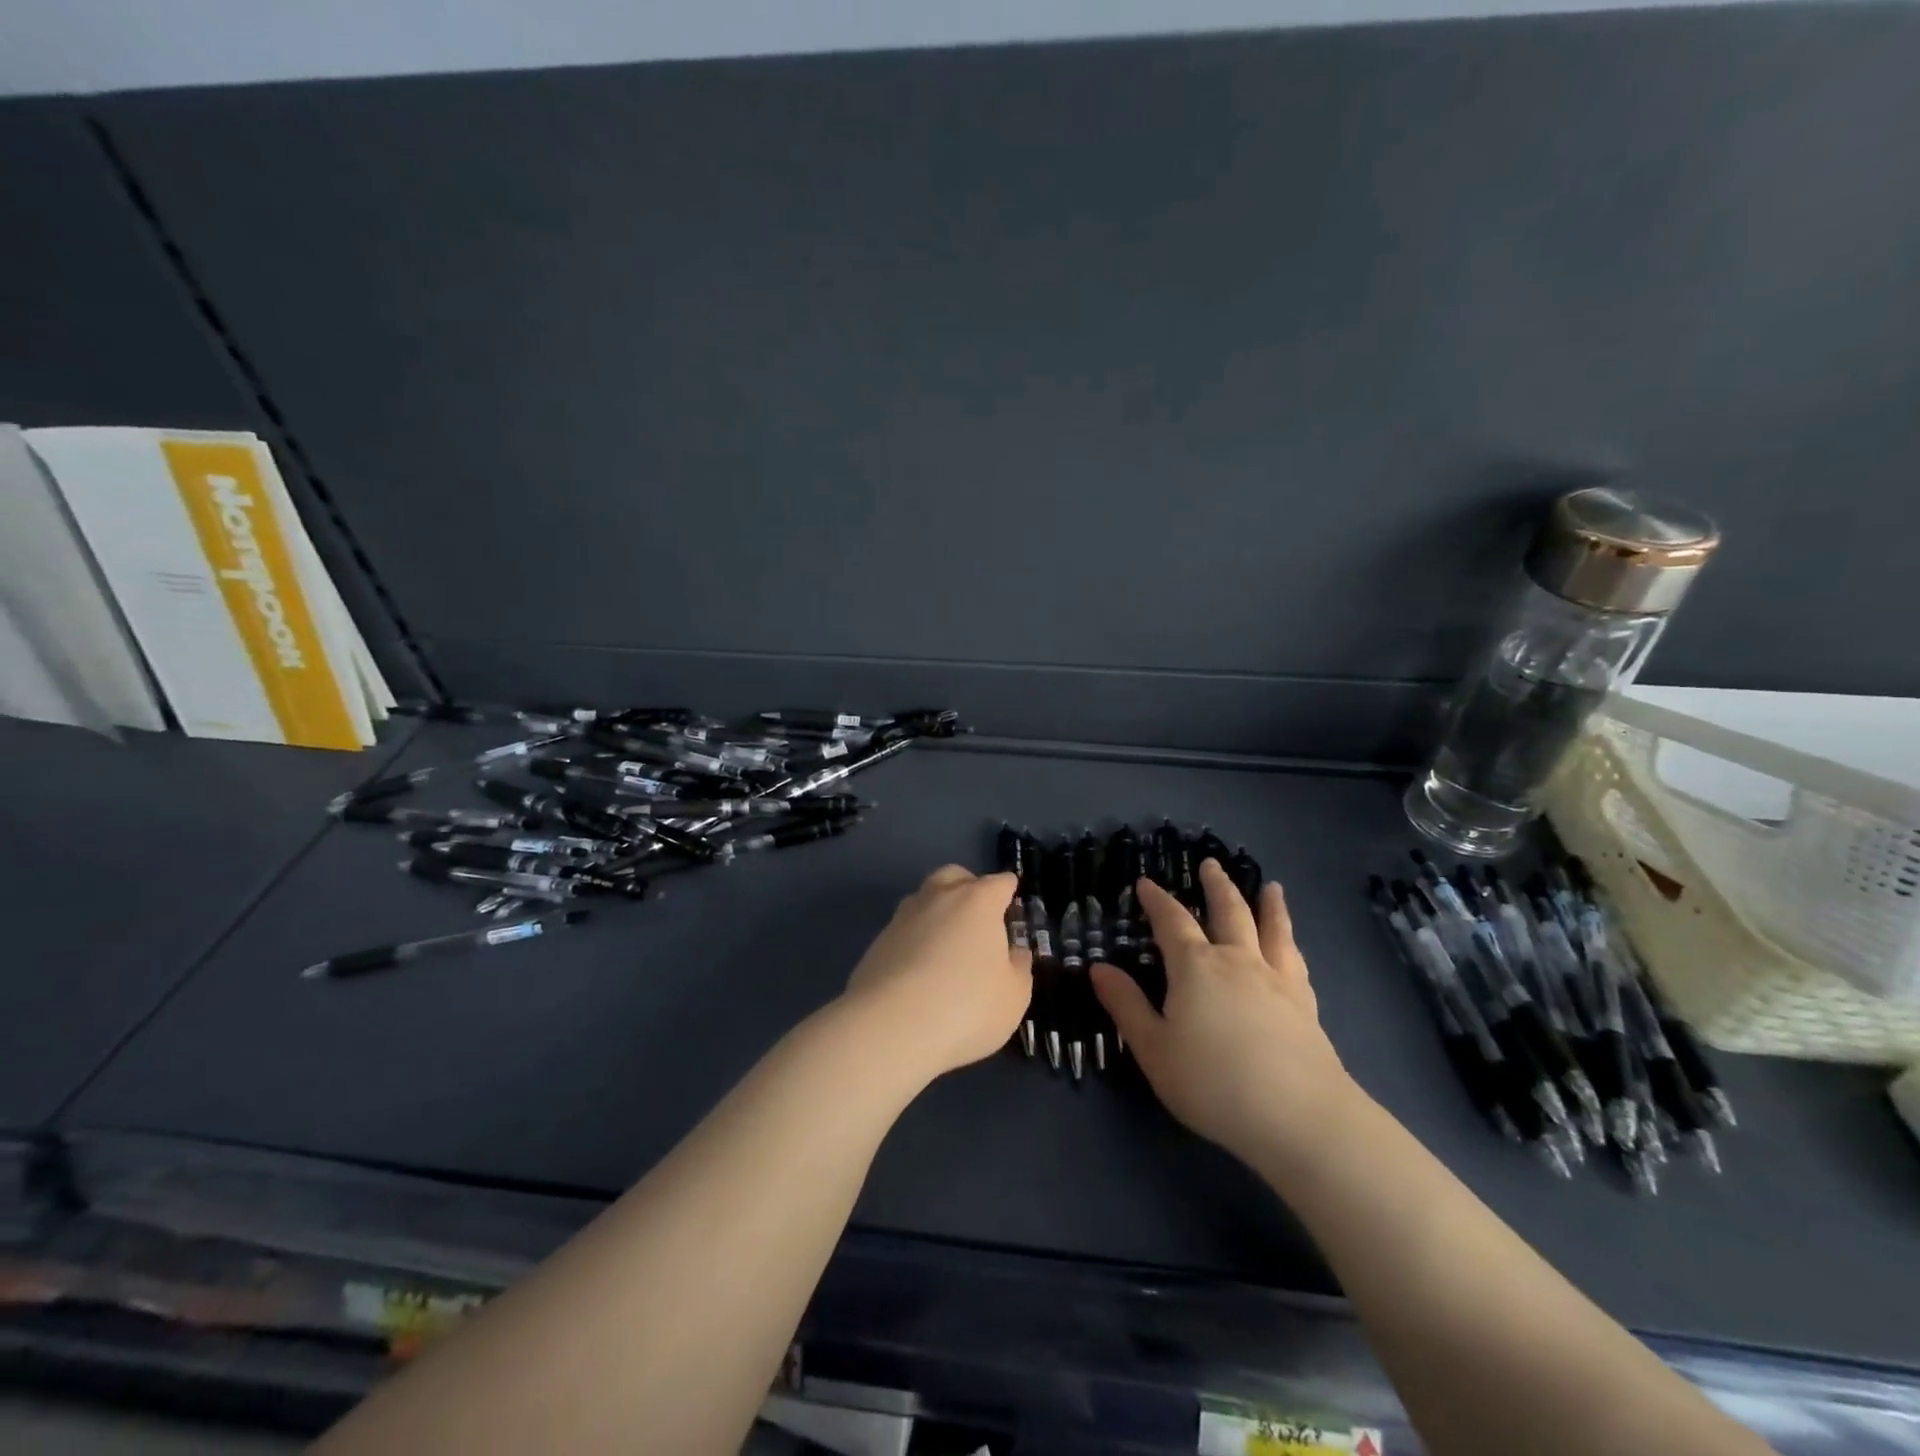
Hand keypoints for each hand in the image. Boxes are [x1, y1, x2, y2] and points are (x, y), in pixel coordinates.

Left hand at [839, 865, 1032, 1081]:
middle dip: (968, 887)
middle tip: (978, 919)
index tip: (1012, 906)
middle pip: (955, 876)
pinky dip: (915, 940)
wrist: (891, 1026)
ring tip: (947, 947)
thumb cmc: (967, 1006)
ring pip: (925, 899)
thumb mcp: (1014, 996)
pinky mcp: (878, 941)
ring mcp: (903, 916)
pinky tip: (919, 970)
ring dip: (938, 912)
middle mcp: (939, 897)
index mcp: (978, 901)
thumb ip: (1018, 967)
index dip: (1009, 892)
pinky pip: (904, 930)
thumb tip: (1014, 952)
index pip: (1000, 882)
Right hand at [1092, 859, 1359, 1170]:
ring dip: (1268, 905)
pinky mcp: (1306, 1005)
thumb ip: (1126, 1005)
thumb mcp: (1154, 1048)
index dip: (1157, 900)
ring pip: (1271, 929)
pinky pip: (1296, 961)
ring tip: (1271, 887)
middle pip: (1228, 911)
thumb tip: (1098, 968)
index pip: (1172, 921)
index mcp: (1196, 966)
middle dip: (1216, 886)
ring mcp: (1276, 980)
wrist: (1298, 1116)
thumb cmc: (1212, 1081)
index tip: (1146, 883)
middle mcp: (1237, 961)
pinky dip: (1291, 943)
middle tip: (1211, 864)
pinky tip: (1293, 946)